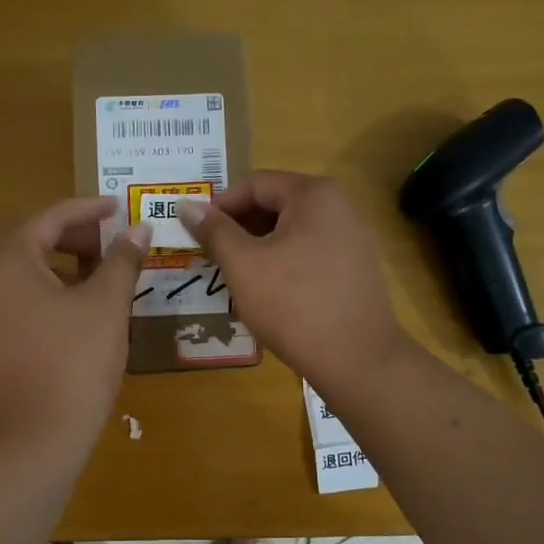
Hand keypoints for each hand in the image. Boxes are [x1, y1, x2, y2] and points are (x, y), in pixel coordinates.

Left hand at [0, 197, 149, 455]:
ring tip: (97, 280)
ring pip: (22, 276)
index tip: (118, 208)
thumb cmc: (74, 362)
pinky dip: (45, 296)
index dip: (87, 209)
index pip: (49, 218)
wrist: (34, 438)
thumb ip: (122, 261)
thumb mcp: (106, 306)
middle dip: (71, 237)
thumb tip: (138, 229)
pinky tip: (74, 317)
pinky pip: (15, 305)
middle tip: (108, 245)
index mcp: (9, 262)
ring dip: (59, 267)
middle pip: (29, 242)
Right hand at [178, 173, 408, 390]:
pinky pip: (311, 252)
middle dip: (240, 227)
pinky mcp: (357, 268)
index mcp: (314, 194)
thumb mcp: (243, 265)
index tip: (198, 234)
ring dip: (260, 247)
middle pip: (276, 204)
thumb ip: (213, 231)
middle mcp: (340, 206)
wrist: (356, 359)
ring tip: (238, 277)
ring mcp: (354, 237)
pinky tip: (270, 292)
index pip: (255, 184)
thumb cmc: (293, 304)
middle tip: (214, 257)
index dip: (220, 206)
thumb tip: (186, 205)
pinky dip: (285, 263)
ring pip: (293, 231)